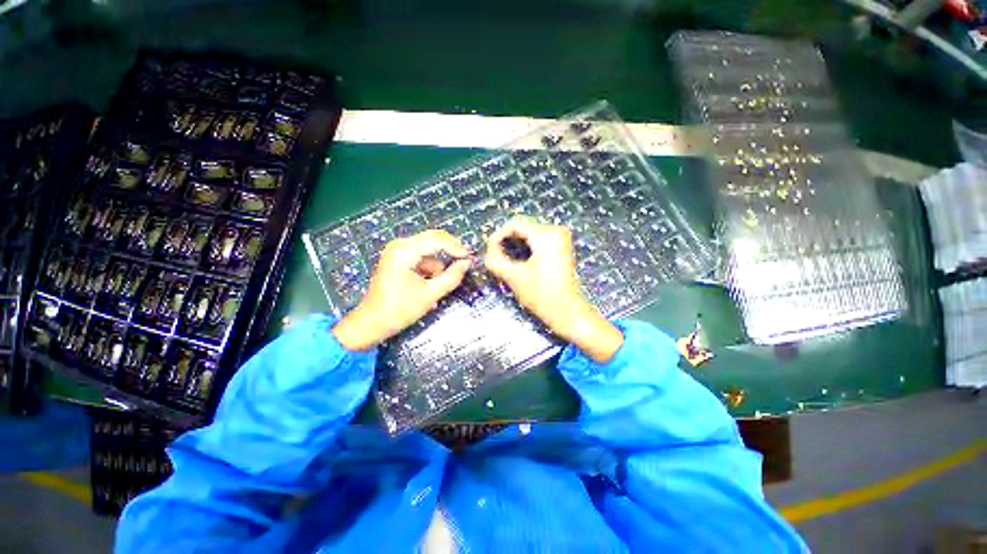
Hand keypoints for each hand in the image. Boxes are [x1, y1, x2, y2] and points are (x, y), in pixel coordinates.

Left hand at [333, 230, 471, 350]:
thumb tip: (467, 263)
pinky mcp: (397, 259)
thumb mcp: (430, 294)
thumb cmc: (399, 310)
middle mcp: (400, 245)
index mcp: (404, 251)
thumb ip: (451, 277)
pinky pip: (421, 258)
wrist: (371, 323)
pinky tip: (426, 286)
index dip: (457, 248)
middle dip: (449, 252)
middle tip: (464, 264)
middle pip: (433, 239)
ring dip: (437, 266)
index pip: (437, 240)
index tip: (470, 258)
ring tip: (435, 289)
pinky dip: (428, 269)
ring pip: (429, 251)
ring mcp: (397, 251)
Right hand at [484, 218, 622, 362]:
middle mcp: (556, 230)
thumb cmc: (542, 295)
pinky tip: (518, 260)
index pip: (514, 224)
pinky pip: (538, 240)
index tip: (489, 251)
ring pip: (529, 233)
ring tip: (504, 259)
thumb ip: (495, 260)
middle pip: (522, 227)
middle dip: (506, 240)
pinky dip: (526, 247)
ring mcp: (561, 238)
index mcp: (546, 234)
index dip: (497, 236)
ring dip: (515, 244)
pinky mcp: (562, 247)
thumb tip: (487, 250)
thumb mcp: (514, 277)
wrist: (569, 312)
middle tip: (495, 256)